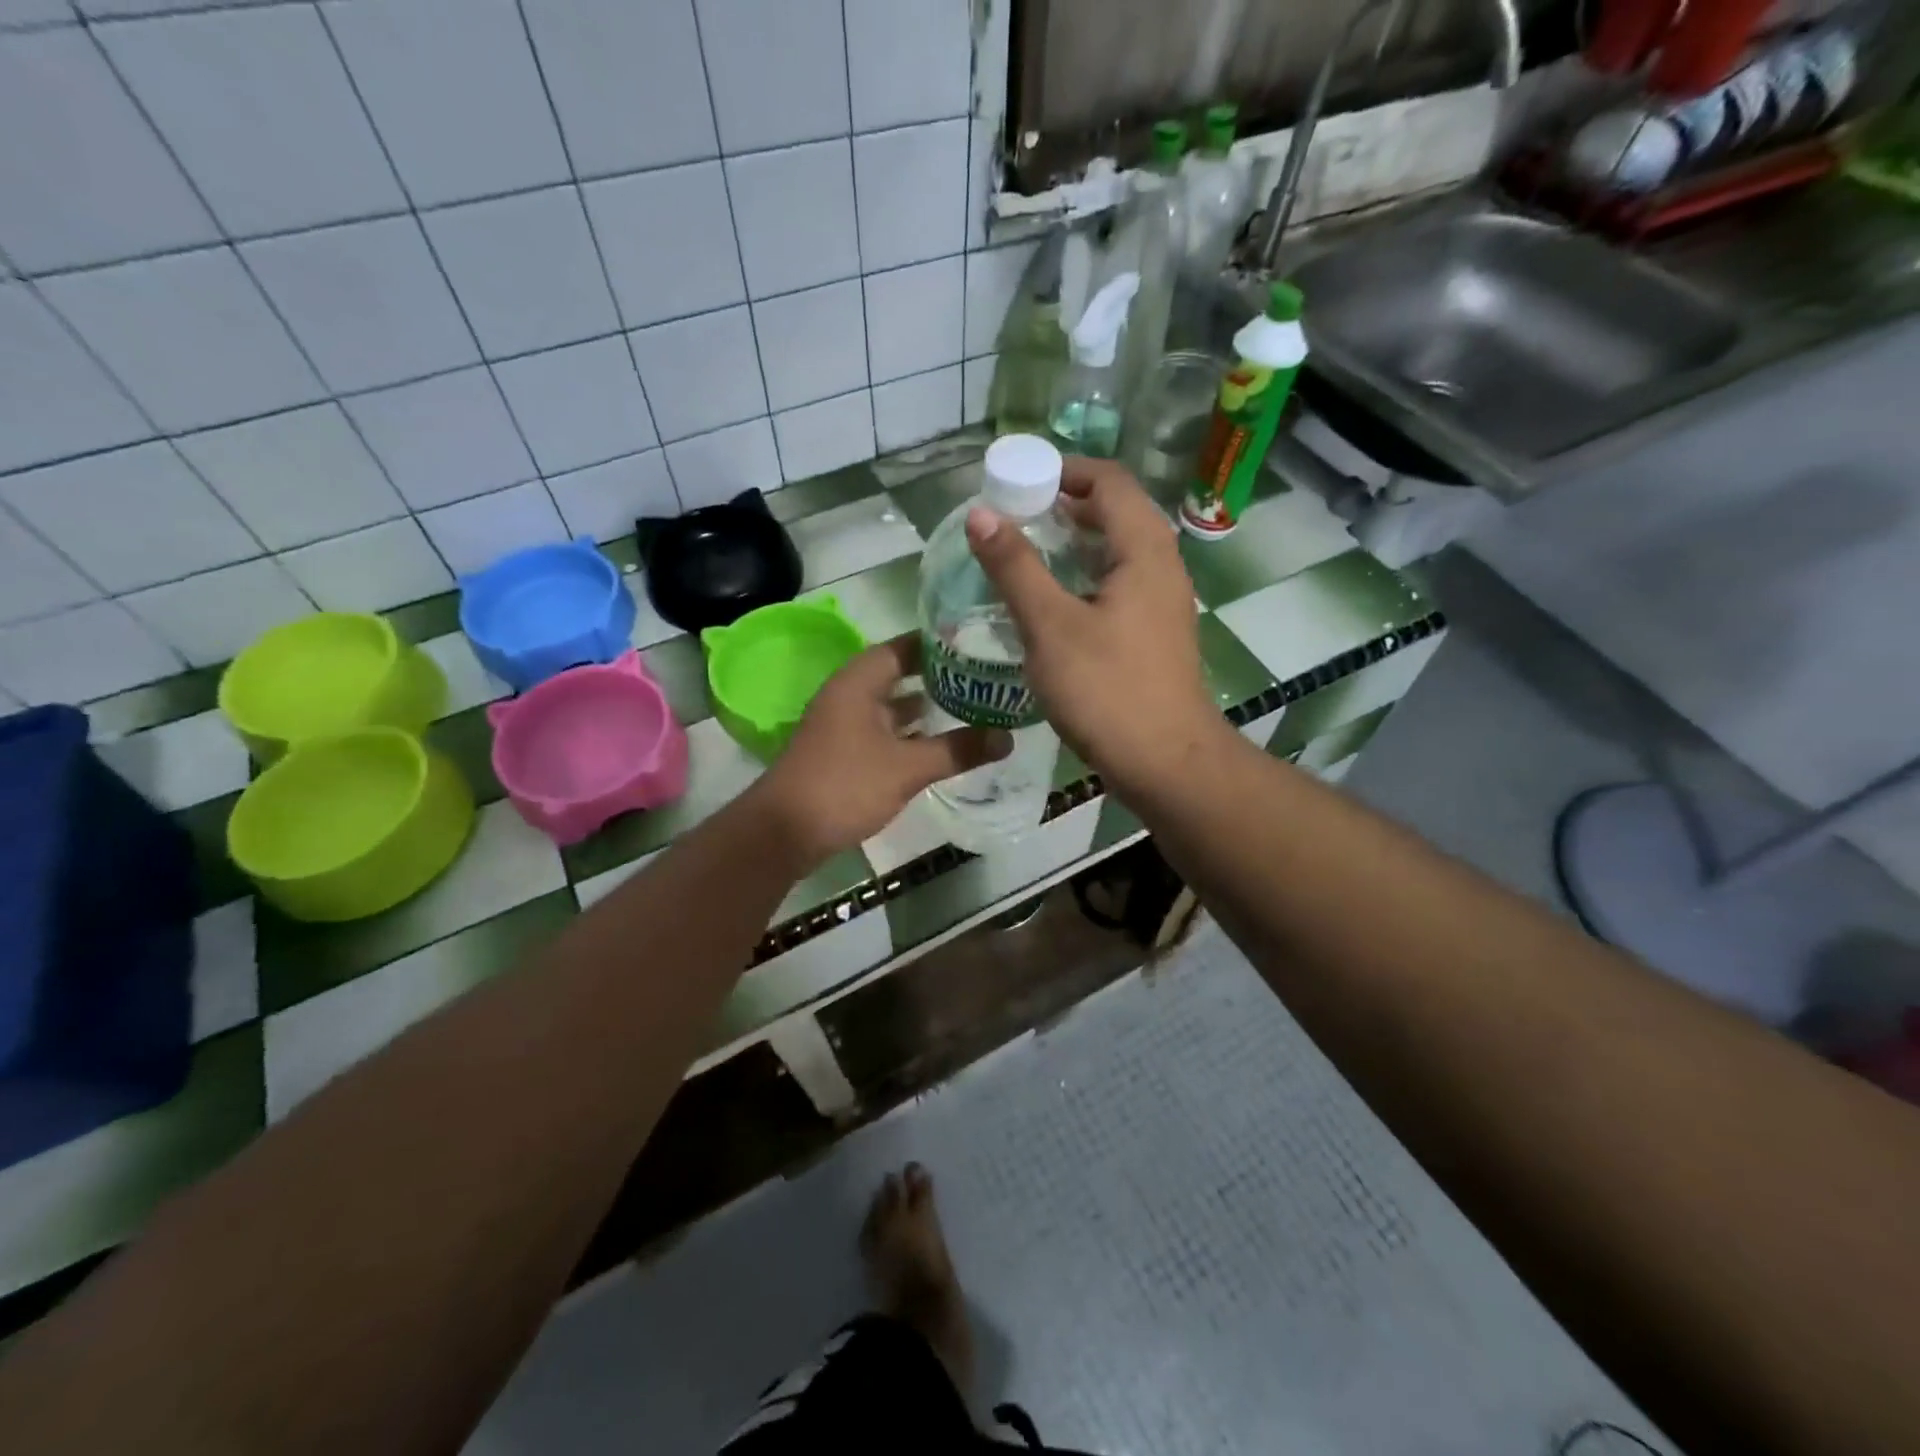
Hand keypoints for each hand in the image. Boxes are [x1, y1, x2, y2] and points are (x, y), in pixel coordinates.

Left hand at [753, 633, 1010, 863]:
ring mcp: (844, 725)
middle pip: (899, 675)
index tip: (978, 643)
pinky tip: (939, 744)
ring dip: (925, 708)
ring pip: (891, 706)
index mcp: (859, 682)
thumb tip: (1008, 737)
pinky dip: (910, 733)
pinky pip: (884, 731)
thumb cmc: (845, 785)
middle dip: (939, 677)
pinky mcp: (844, 753)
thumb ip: (957, 749)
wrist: (785, 832)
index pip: (904, 646)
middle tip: (984, 677)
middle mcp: (849, 695)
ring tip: (972, 707)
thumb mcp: (908, 767)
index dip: (939, 643)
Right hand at [965, 458, 1221, 790]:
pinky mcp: (1154, 635)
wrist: (1165, 763)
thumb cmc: (1107, 690)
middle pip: (1116, 512)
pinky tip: (1052, 603)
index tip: (1017, 482)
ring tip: (1026, 554)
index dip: (1064, 471)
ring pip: (1118, 552)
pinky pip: (1119, 585)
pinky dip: (1085, 578)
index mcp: (1144, 551)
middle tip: (1014, 517)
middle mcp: (1162, 567)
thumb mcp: (1050, 625)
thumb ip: (1015, 567)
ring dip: (1075, 543)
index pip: (1109, 482)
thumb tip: (981, 514)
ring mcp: (1162, 603)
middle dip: (1065, 506)